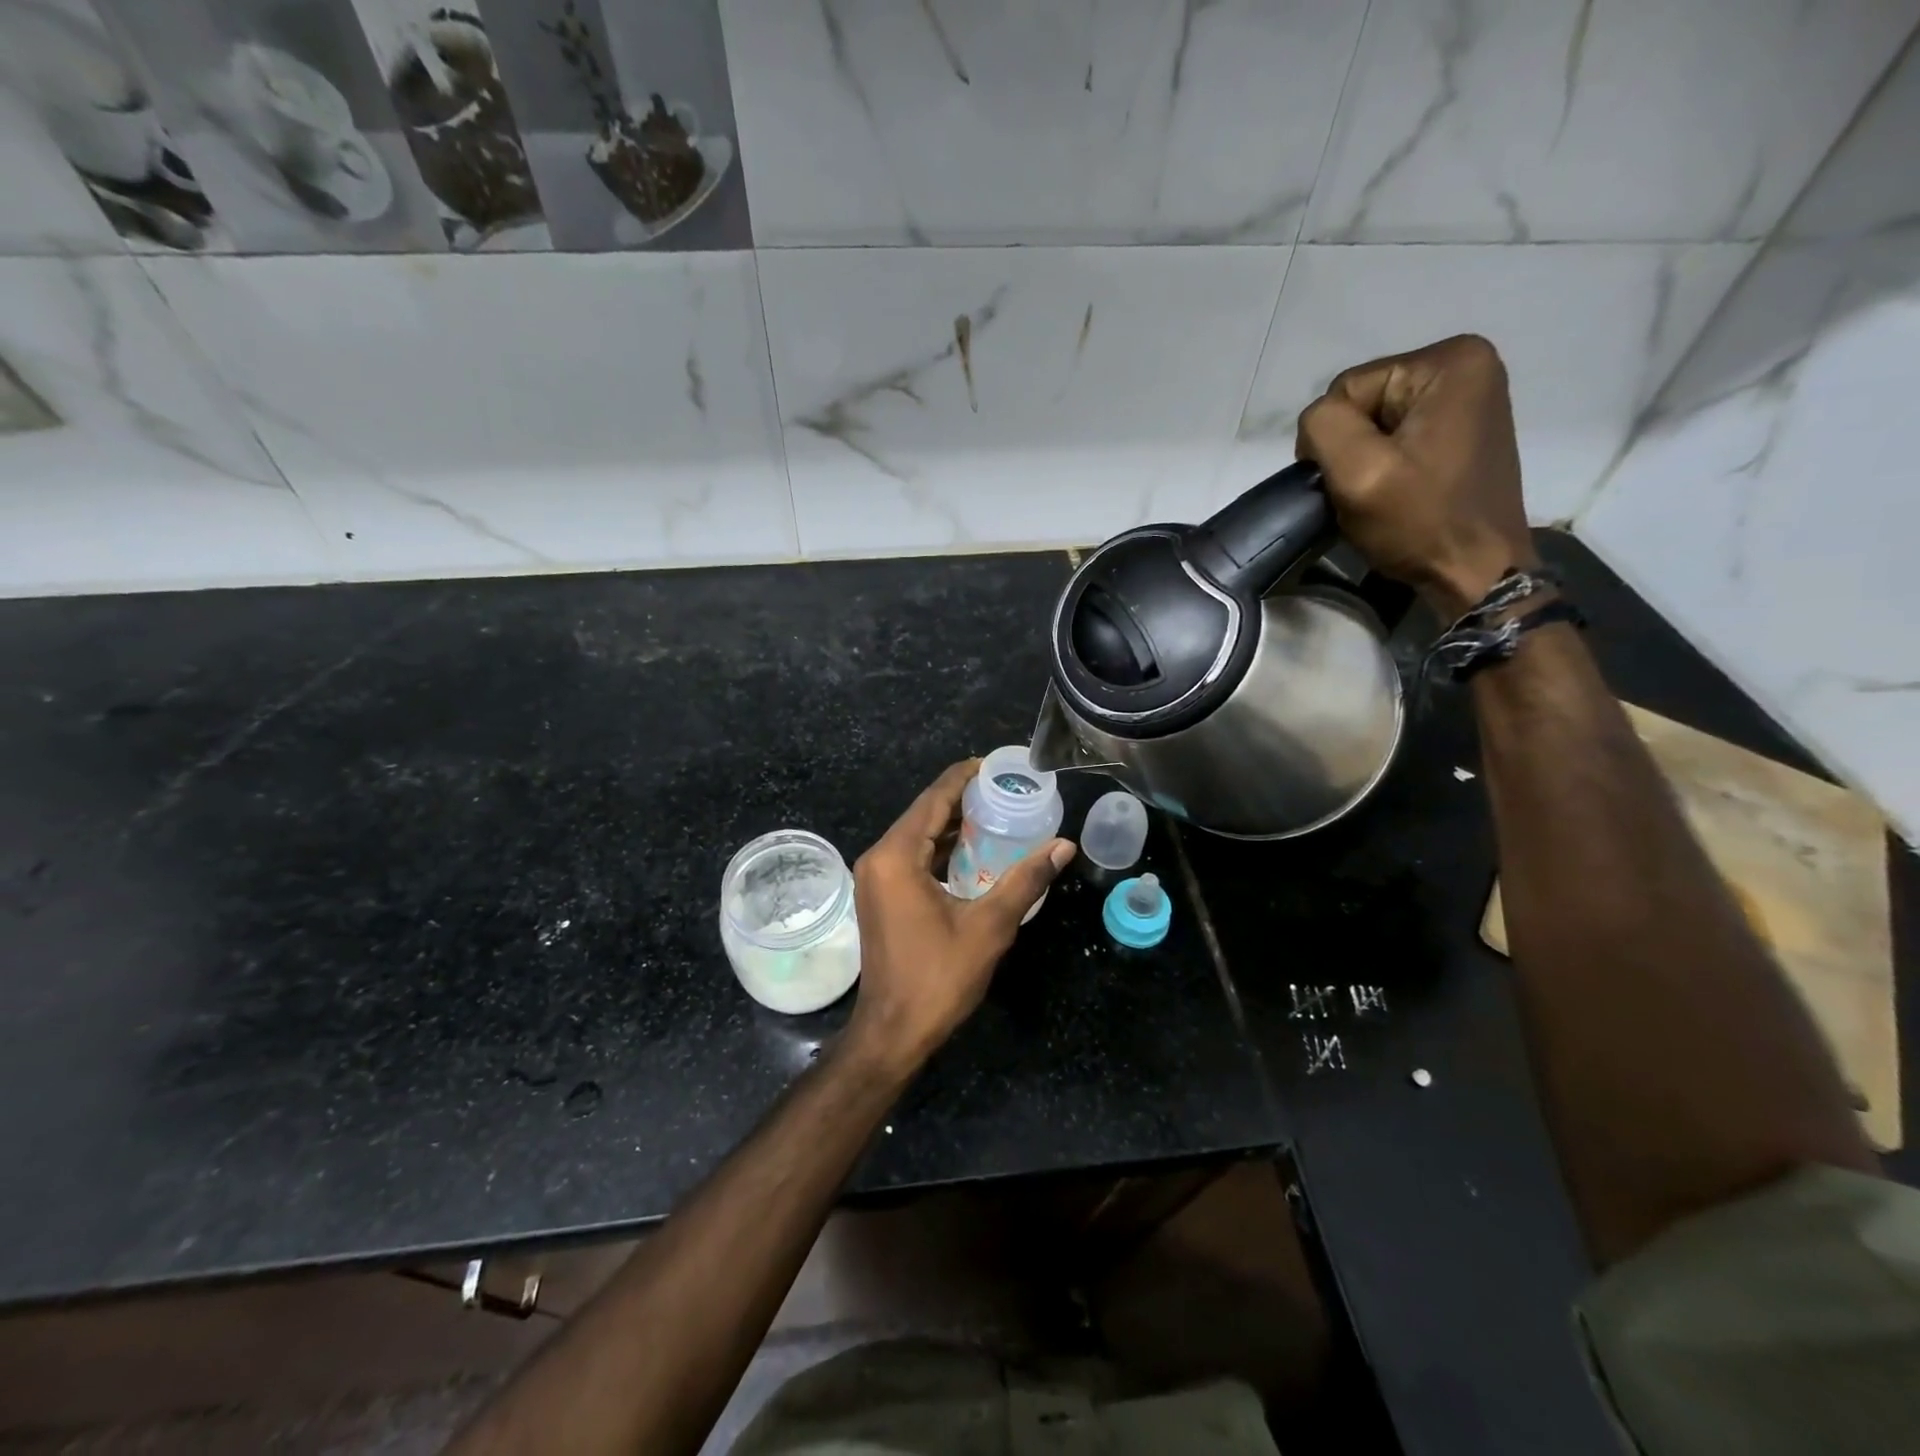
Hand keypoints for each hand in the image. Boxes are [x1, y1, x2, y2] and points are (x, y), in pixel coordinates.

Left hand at [845, 760, 1075, 1072]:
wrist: (892, 1031)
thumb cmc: (938, 977)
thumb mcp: (989, 926)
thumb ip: (1025, 880)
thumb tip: (1063, 846)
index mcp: (896, 856)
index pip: (934, 798)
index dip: (965, 777)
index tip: (998, 765)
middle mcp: (879, 858)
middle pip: (924, 812)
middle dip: (963, 798)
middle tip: (1007, 790)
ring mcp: (875, 877)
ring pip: (917, 834)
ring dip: (953, 824)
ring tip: (998, 813)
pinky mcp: (880, 895)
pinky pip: (912, 856)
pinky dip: (941, 847)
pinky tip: (974, 850)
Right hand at [1295, 334, 1537, 617]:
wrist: (1475, 572)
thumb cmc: (1420, 522)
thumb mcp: (1358, 471)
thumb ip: (1323, 426)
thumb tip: (1317, 422)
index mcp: (1450, 361)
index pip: (1347, 388)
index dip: (1334, 439)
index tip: (1353, 481)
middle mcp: (1467, 364)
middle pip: (1363, 401)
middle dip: (1352, 447)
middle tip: (1367, 491)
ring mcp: (1468, 397)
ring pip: (1374, 422)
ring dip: (1365, 459)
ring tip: (1382, 494)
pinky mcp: (1461, 427)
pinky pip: (1396, 435)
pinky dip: (1384, 464)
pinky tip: (1397, 490)